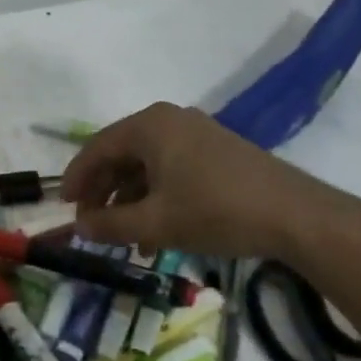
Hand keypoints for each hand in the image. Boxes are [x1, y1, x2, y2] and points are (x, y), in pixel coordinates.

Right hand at [60, 102, 360, 261]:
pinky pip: (171, 170)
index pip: (96, 148)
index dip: (76, 179)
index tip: (63, 207)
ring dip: (130, 201)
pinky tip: (156, 234)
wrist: (298, 217)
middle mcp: (170, 120)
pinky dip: (156, 198)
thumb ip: (110, 225)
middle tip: (91, 224)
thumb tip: (78, 227)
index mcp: (150, 126)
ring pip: (146, 166)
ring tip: (125, 240)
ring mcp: (196, 134)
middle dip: (103, 192)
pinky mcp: (216, 152)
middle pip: (120, 155)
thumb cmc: (216, 211)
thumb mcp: (156, 223)